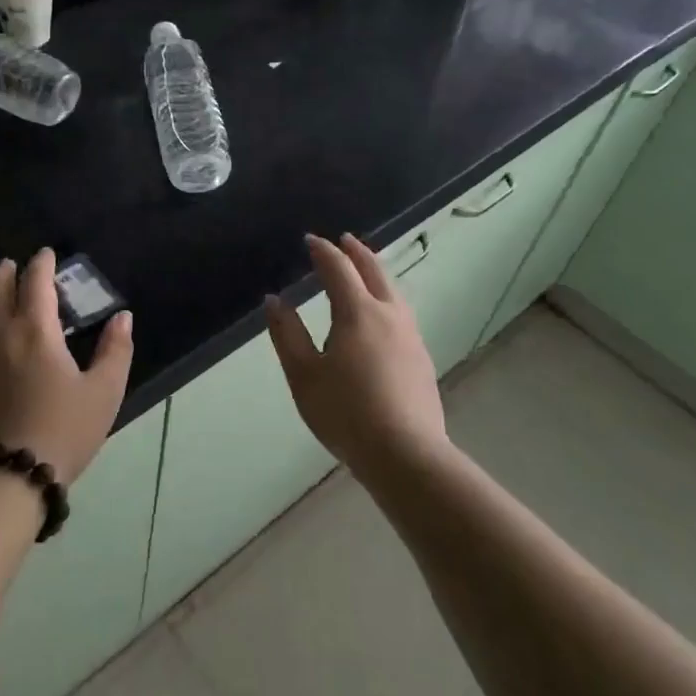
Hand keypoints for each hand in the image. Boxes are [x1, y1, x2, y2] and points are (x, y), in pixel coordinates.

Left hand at [0, 249, 133, 482]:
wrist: (3, 478)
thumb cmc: (61, 432)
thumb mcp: (103, 393)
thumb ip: (116, 350)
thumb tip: (123, 316)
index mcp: (36, 330)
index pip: (36, 283)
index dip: (42, 264)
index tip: (46, 254)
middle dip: (7, 273)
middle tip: (13, 264)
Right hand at [264, 234, 447, 475]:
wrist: (406, 454)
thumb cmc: (346, 413)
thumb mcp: (304, 375)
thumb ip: (287, 334)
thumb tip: (274, 301)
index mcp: (358, 313)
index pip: (339, 269)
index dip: (323, 251)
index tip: (310, 240)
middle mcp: (389, 315)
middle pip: (374, 271)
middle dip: (357, 252)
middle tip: (343, 240)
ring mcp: (410, 336)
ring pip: (393, 290)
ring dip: (375, 272)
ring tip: (364, 269)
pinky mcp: (421, 357)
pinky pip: (401, 311)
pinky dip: (386, 296)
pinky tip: (382, 314)